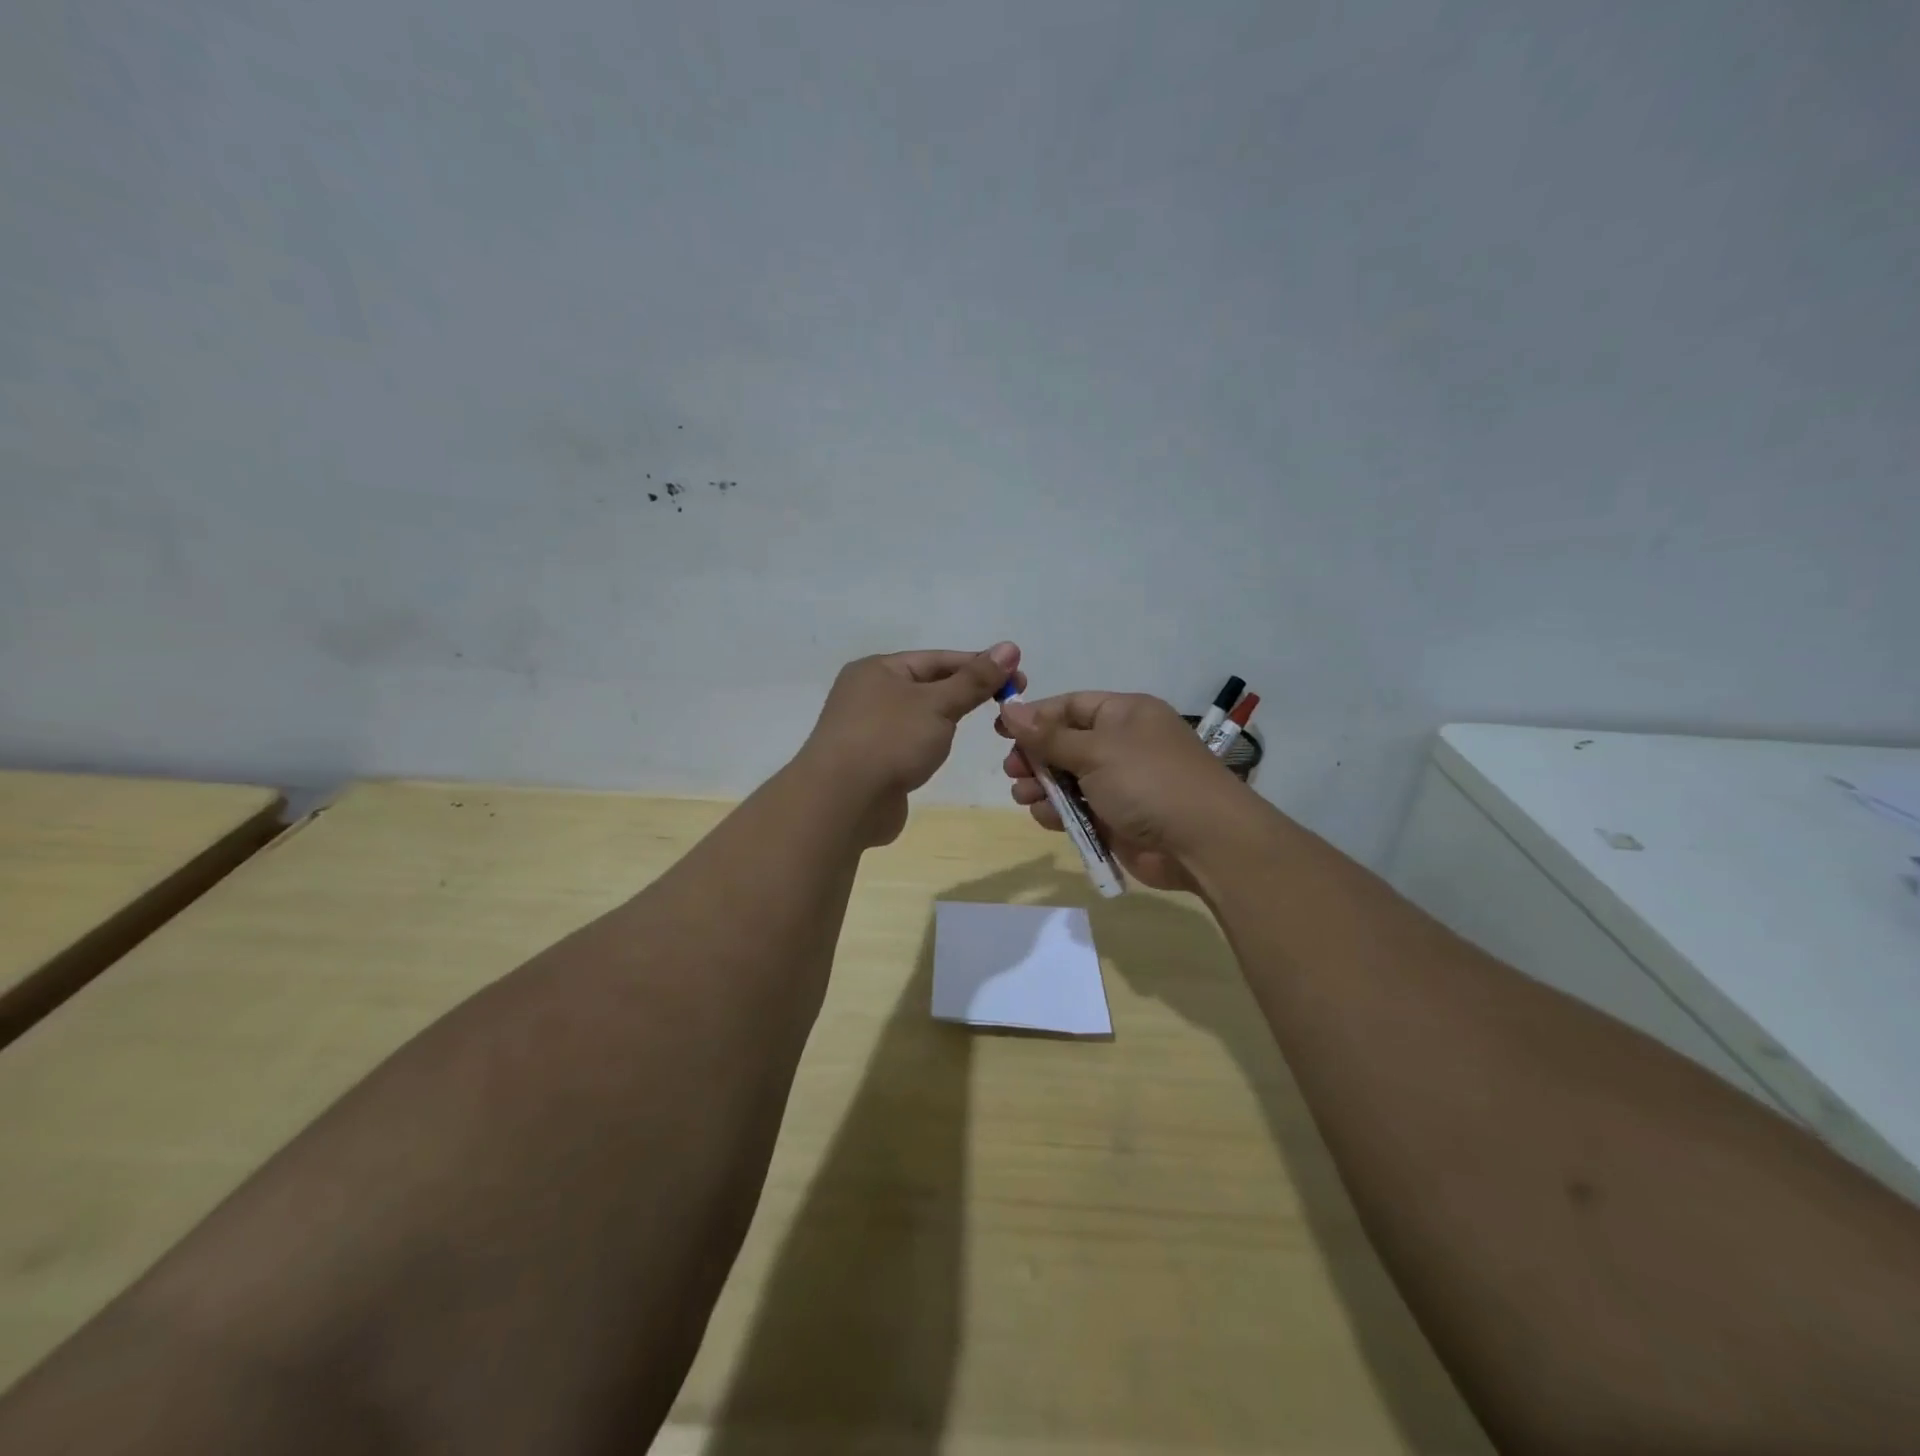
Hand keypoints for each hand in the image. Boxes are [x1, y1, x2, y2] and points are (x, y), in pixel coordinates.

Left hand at [801, 643, 1023, 845]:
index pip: (938, 659)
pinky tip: (942, 753)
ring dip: (946, 719)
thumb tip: (1009, 647)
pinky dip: (928, 744)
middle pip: (927, 685)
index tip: (1018, 677)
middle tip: (1009, 703)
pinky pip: (907, 743)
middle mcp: (868, 693)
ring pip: (918, 716)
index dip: (980, 665)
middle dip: (966, 692)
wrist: (841, 802)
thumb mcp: (938, 704)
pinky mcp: (870, 762)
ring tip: (981, 726)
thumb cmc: (890, 740)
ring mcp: (865, 729)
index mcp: (878, 669)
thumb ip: (975, 679)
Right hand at [997, 691, 1256, 890]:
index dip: (1034, 716)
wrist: (1202, 842)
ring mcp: (1119, 783)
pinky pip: (1076, 809)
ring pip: (1066, 779)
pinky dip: (1058, 812)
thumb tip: (1009, 707)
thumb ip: (1048, 735)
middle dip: (1034, 756)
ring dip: (1040, 787)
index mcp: (1124, 714)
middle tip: (1012, 770)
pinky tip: (1045, 817)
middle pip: (1064, 743)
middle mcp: (1121, 744)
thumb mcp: (1095, 751)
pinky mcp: (1115, 818)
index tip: (1001, 730)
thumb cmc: (1148, 781)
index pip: (1070, 706)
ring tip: (1022, 795)